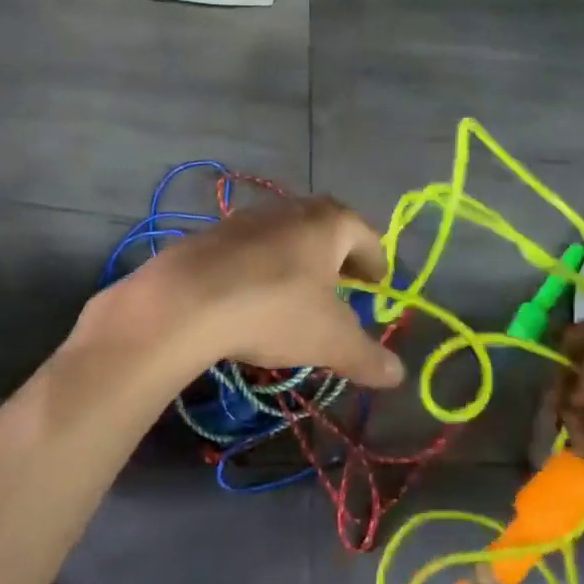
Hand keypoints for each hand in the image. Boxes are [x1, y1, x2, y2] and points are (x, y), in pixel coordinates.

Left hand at [82, 196, 404, 390]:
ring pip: (287, 237)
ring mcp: (248, 218)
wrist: (184, 301)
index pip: (367, 237)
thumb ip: (368, 357)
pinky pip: (251, 250)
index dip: (377, 265)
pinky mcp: (212, 235)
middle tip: (343, 291)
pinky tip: (253, 299)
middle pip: (327, 231)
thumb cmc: (275, 310)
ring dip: (298, 262)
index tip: (377, 288)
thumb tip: (399, 374)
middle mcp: (292, 209)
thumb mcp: (331, 341)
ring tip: (298, 297)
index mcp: (330, 222)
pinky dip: (261, 269)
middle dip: (338, 260)